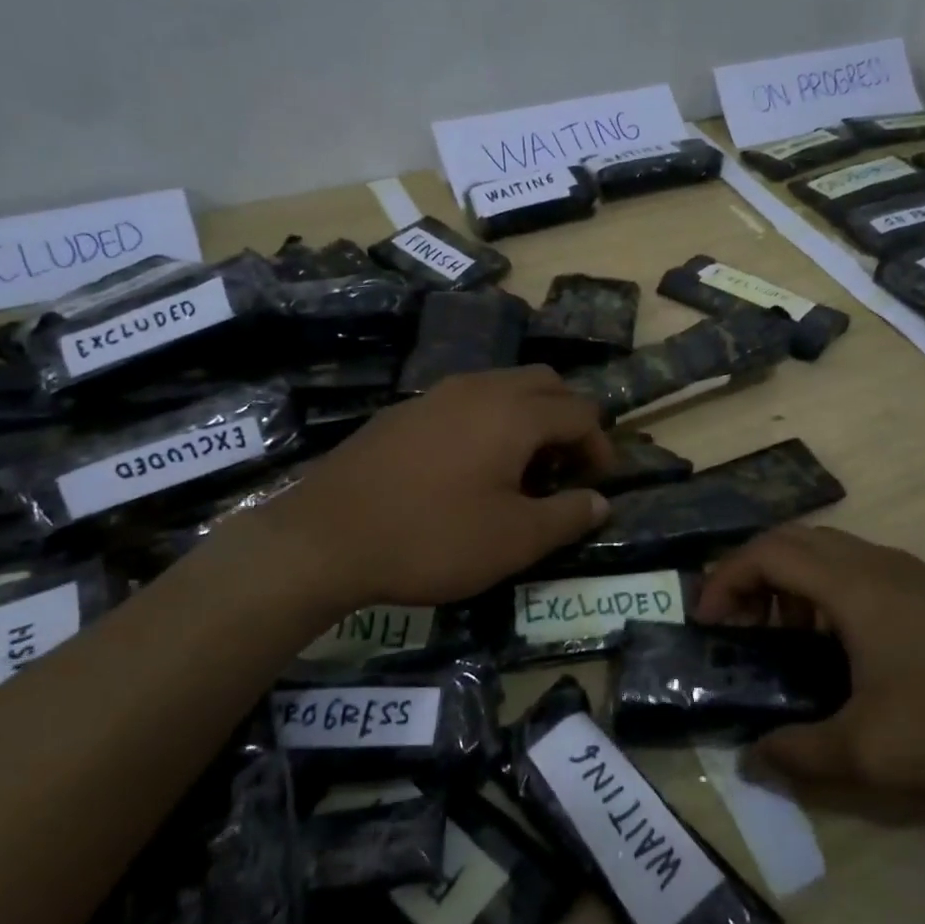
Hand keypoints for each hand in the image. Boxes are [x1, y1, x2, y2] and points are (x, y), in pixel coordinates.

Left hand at [260, 367, 612, 608]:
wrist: (324, 538)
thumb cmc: (432, 538)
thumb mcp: (514, 540)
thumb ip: (567, 517)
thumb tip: (600, 502)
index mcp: (513, 413)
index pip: (580, 412)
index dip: (600, 447)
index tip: (596, 485)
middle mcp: (478, 388)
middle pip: (545, 383)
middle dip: (567, 420)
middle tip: (564, 468)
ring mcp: (436, 395)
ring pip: (502, 387)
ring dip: (528, 418)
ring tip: (521, 470)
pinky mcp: (403, 412)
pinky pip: (466, 402)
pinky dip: (489, 422)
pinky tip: (469, 469)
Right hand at [695, 525, 924, 811]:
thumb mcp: (868, 753)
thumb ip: (798, 753)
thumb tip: (752, 759)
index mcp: (856, 586)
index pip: (769, 553)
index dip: (725, 579)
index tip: (705, 621)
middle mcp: (879, 565)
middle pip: (794, 541)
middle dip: (752, 574)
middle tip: (733, 624)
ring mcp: (911, 577)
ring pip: (828, 555)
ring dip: (789, 583)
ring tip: (776, 637)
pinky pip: (857, 573)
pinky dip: (823, 594)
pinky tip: (831, 648)